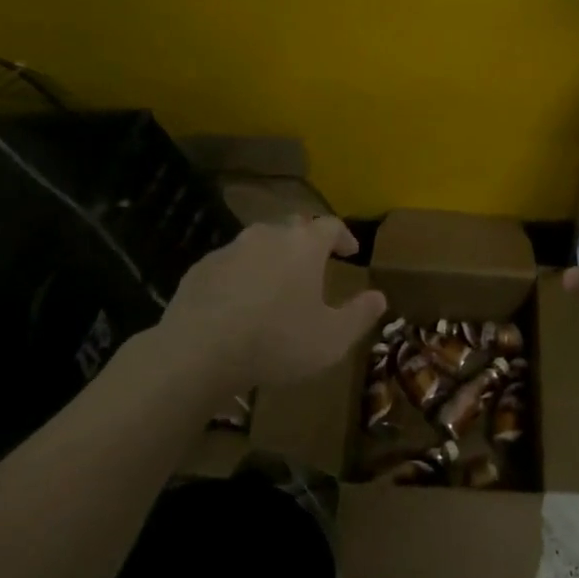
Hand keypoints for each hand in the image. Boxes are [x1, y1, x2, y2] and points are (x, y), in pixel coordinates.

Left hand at [161, 217, 387, 395]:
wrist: (199, 351)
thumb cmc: (277, 341)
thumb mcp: (332, 339)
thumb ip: (360, 315)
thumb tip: (380, 296)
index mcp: (304, 246)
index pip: (331, 226)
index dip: (344, 237)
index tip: (350, 251)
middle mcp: (268, 235)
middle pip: (294, 228)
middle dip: (307, 243)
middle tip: (315, 265)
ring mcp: (230, 248)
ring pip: (259, 243)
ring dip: (273, 258)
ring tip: (277, 285)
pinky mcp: (201, 268)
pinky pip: (231, 264)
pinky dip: (242, 275)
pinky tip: (241, 302)